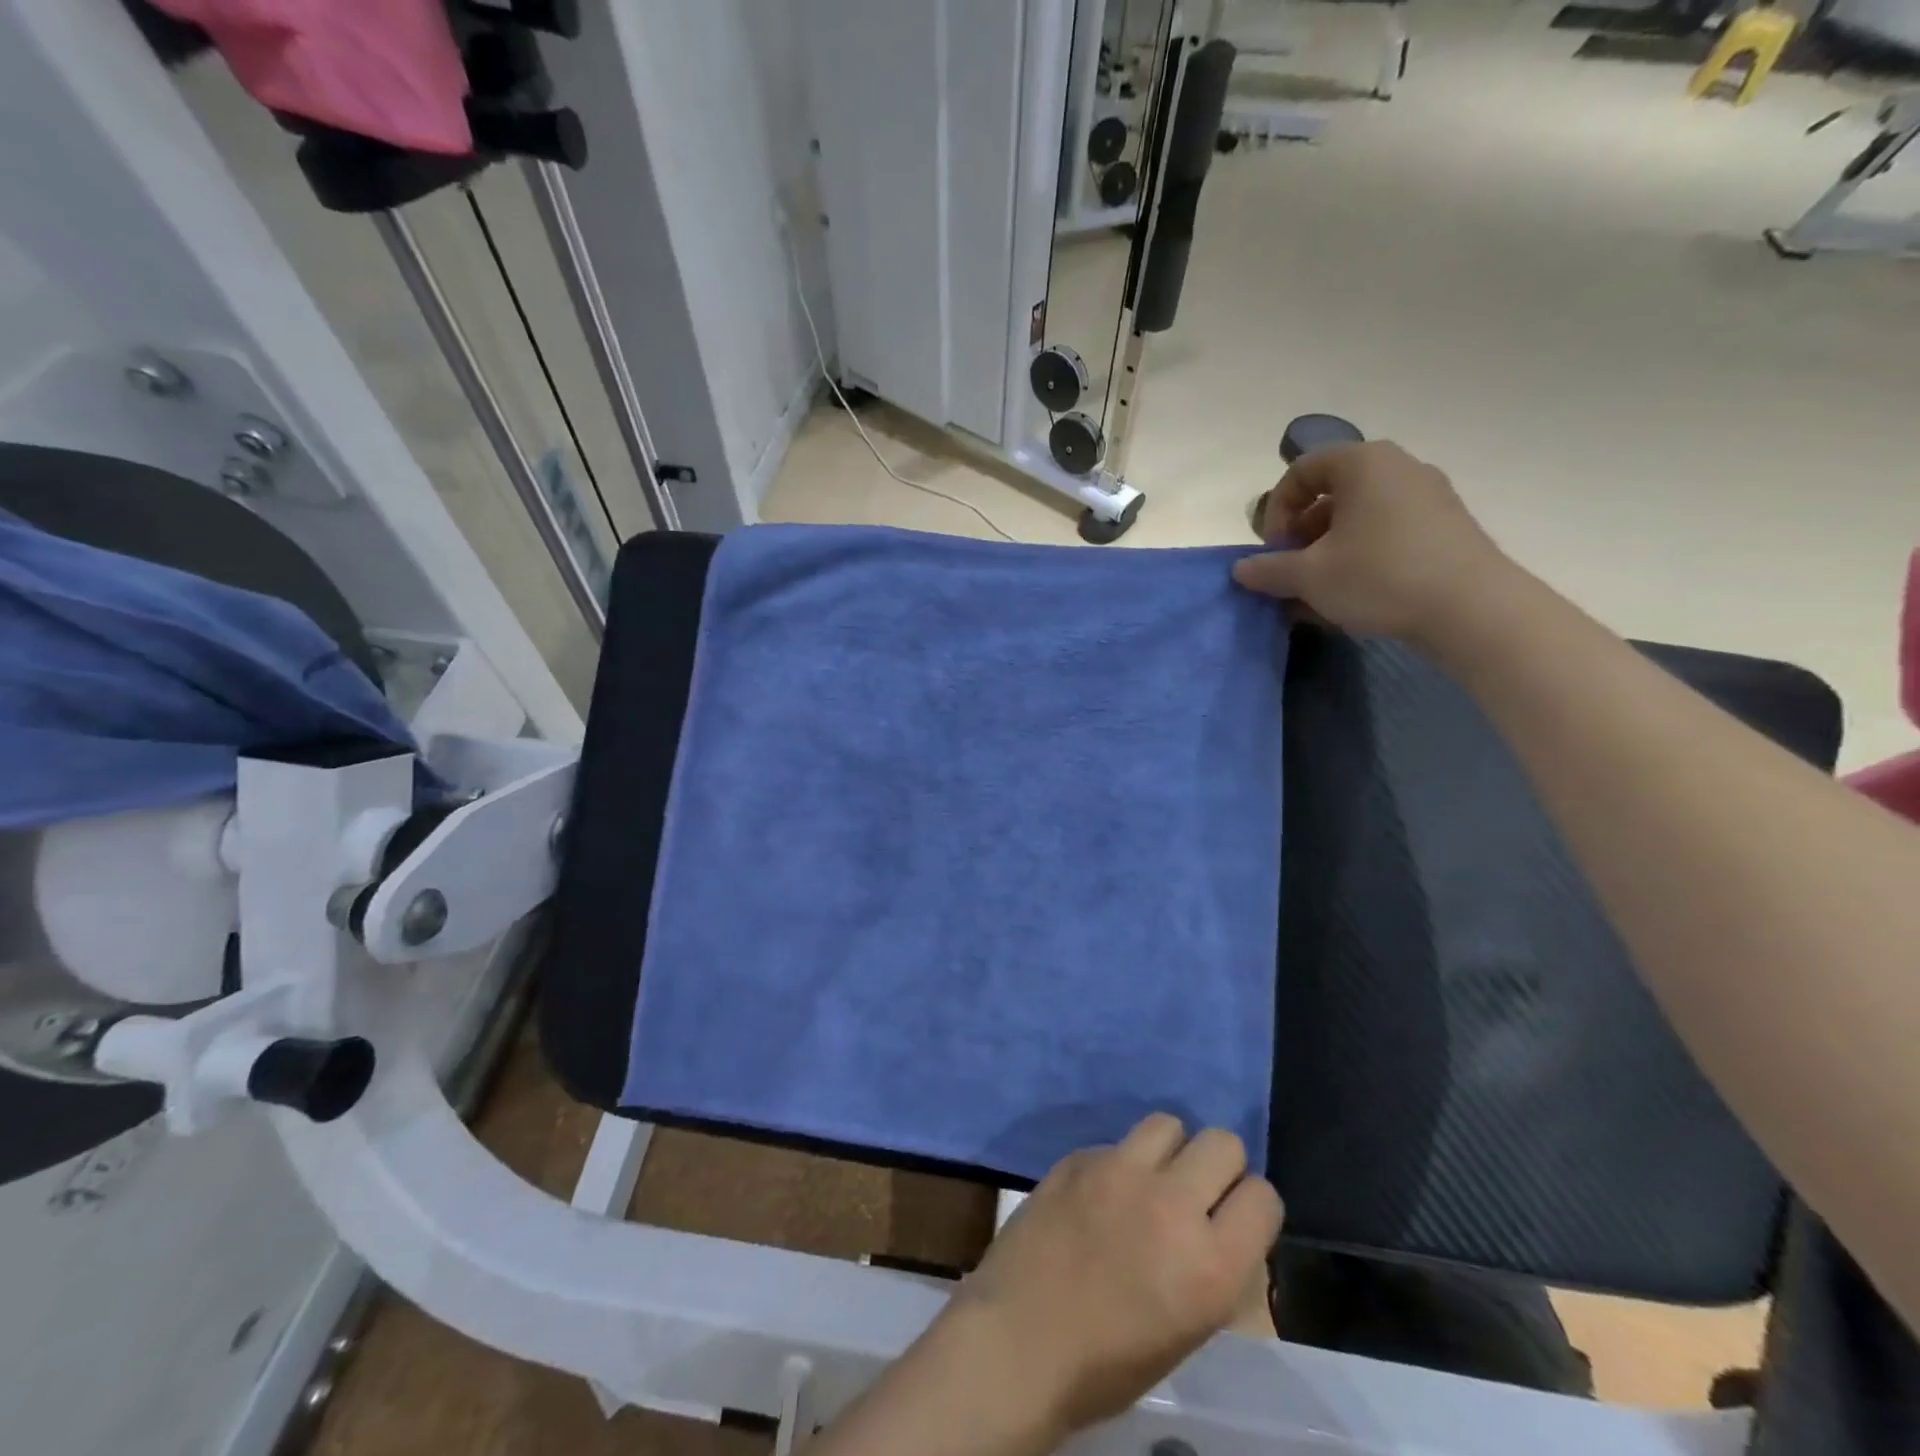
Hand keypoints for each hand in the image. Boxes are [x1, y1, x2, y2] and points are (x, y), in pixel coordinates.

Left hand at [943, 1115, 1283, 1439]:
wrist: (1018, 1340)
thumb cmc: (1108, 1363)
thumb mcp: (1188, 1329)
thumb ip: (1214, 1267)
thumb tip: (1221, 1226)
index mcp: (1212, 1264)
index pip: (1264, 1197)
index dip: (1252, 1207)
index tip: (1234, 1219)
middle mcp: (1172, 1204)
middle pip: (1222, 1142)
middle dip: (1218, 1166)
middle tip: (1195, 1193)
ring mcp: (1120, 1170)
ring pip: (1168, 1123)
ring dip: (1169, 1150)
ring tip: (1150, 1180)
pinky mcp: (1079, 1155)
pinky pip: (1117, 1142)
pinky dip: (1119, 1162)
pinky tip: (1099, 1195)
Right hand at [1232, 441, 1516, 644]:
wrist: (1471, 608)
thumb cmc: (1379, 576)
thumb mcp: (1309, 576)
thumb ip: (1269, 569)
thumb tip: (1241, 570)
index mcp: (1363, 463)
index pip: (1300, 471)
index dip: (1276, 511)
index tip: (1275, 550)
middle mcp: (1398, 467)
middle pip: (1330, 494)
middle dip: (1301, 535)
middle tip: (1293, 572)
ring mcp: (1427, 496)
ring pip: (1358, 517)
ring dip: (1327, 551)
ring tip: (1318, 592)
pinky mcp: (1445, 527)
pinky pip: (1386, 532)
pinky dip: (1360, 557)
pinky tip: (1353, 595)